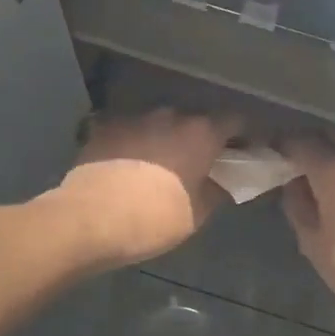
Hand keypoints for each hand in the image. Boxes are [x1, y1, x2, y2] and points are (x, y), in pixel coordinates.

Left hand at [50, 110, 240, 269]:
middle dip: (200, 138)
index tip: (245, 151)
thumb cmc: (153, 220)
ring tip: (159, 165)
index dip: (244, 136)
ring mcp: (133, 117)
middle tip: (200, 163)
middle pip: (195, 120)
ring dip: (165, 139)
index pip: (236, 121)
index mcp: (200, 133)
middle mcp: (170, 115)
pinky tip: (128, 164)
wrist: (89, 220)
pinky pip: (129, 131)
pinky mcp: (104, 126)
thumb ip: (218, 189)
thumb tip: (226, 180)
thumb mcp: (197, 213)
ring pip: (160, 124)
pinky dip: (134, 143)